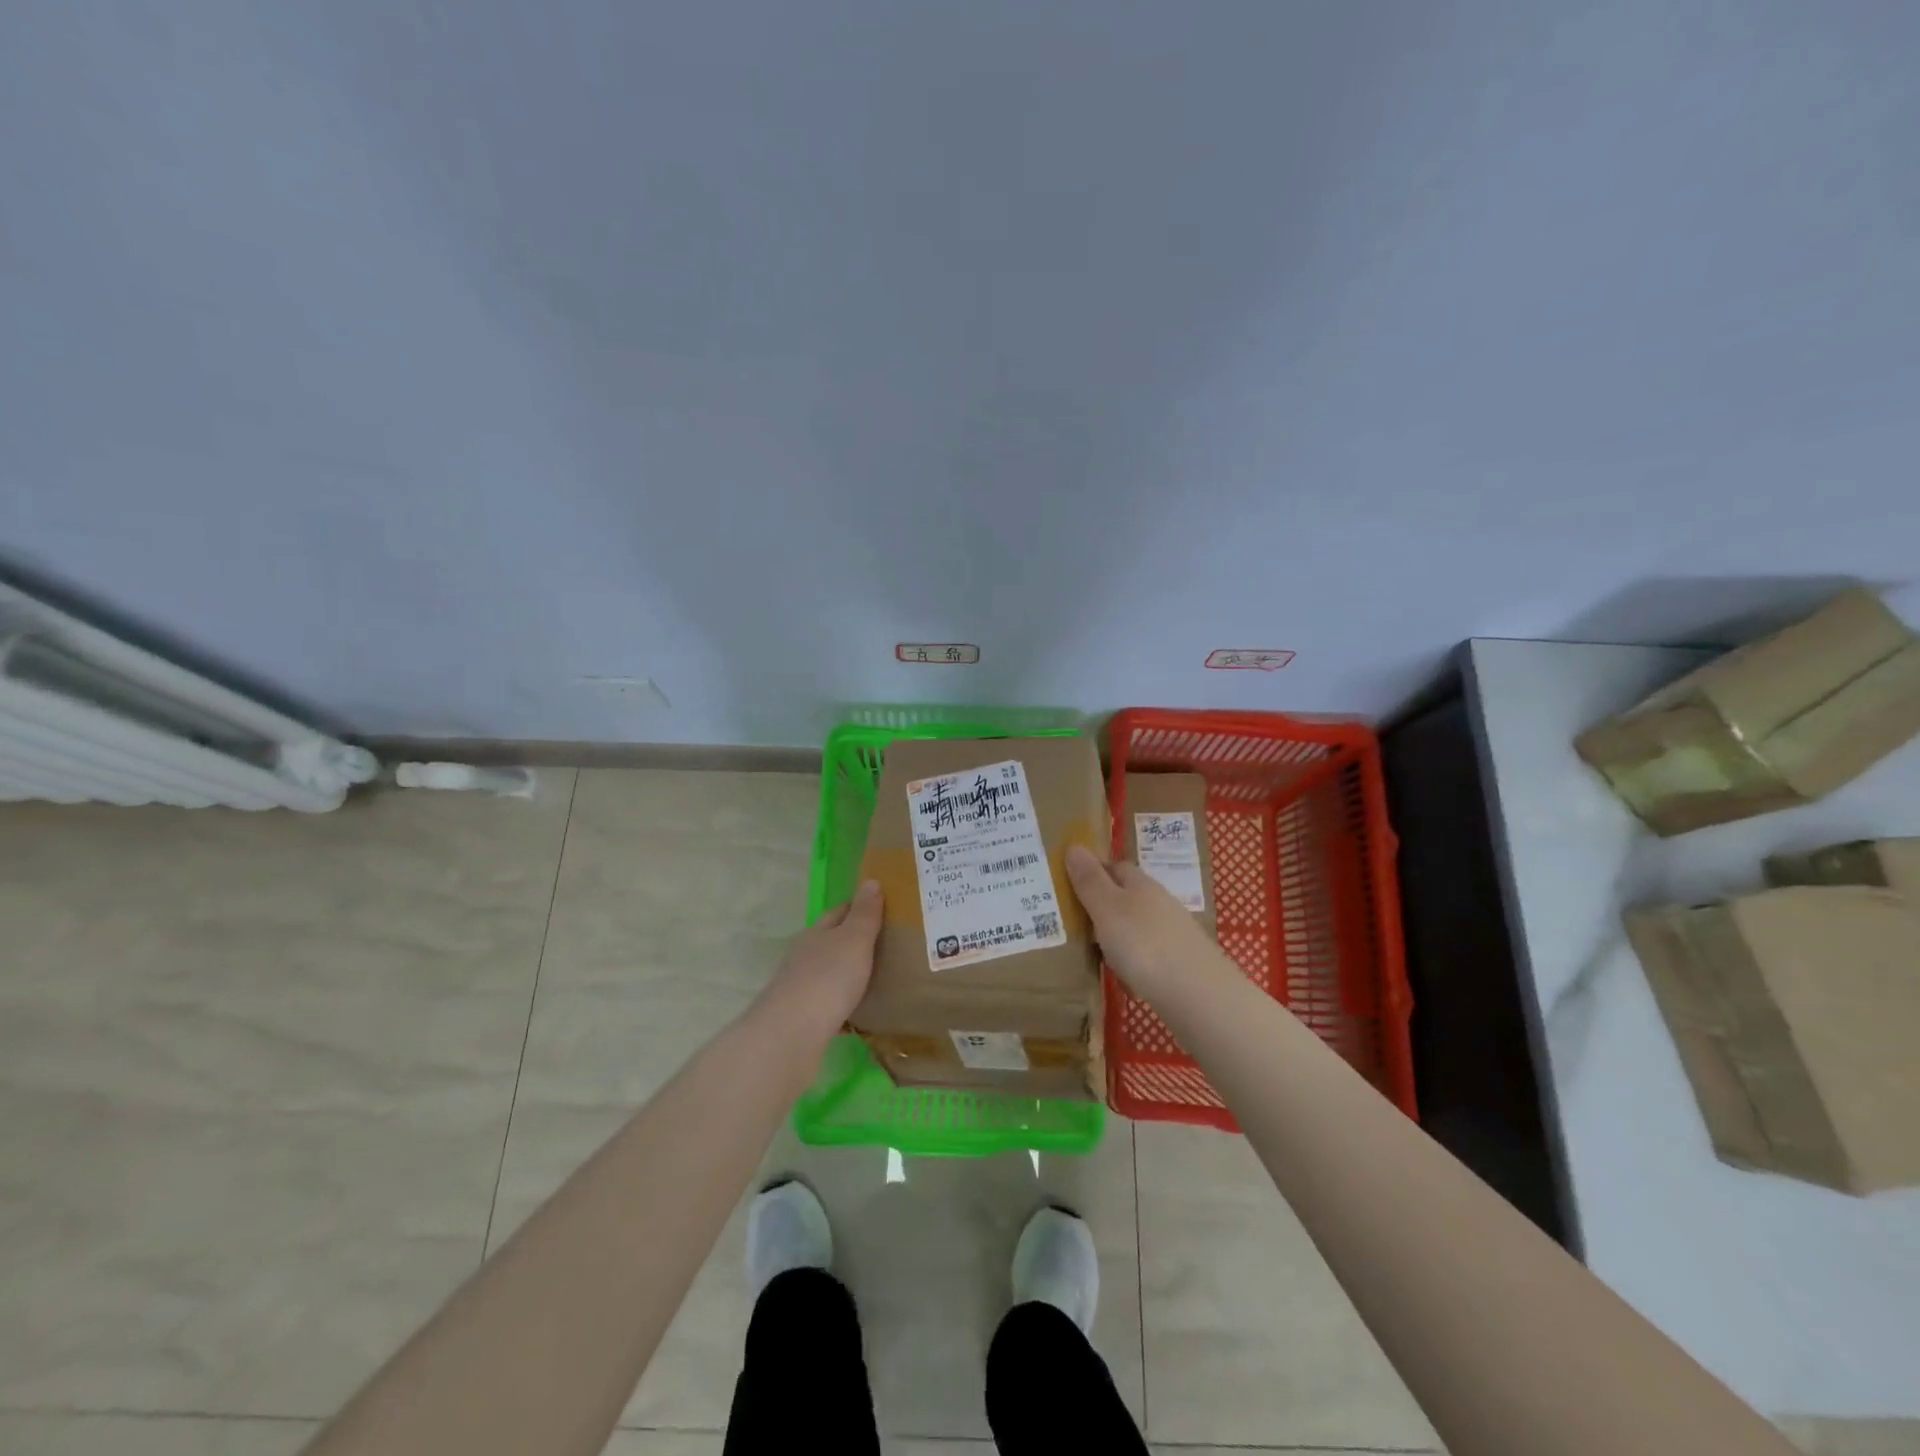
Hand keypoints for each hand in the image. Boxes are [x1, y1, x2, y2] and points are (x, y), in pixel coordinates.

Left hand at [753, 880, 883, 1044]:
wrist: (791, 1033)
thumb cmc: (828, 978)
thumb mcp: (854, 940)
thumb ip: (865, 914)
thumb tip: (871, 881)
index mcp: (817, 933)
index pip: (838, 913)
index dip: (857, 908)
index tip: (880, 908)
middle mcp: (803, 956)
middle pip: (829, 942)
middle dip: (850, 941)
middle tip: (882, 945)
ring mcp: (798, 988)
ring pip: (826, 973)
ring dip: (845, 974)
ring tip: (873, 978)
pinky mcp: (800, 1018)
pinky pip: (826, 1004)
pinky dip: (841, 1004)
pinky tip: (856, 1012)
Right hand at [1065, 845, 1228, 1001]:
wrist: (1198, 994)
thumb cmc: (1144, 944)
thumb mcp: (1107, 909)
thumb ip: (1090, 880)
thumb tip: (1074, 846)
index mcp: (1141, 884)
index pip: (1115, 866)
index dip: (1093, 871)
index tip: (1069, 884)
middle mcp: (1160, 902)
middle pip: (1127, 896)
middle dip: (1104, 905)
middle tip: (1074, 922)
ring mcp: (1174, 932)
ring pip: (1138, 926)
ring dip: (1118, 935)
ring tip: (1095, 953)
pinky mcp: (1181, 961)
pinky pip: (1149, 954)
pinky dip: (1134, 961)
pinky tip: (1125, 978)